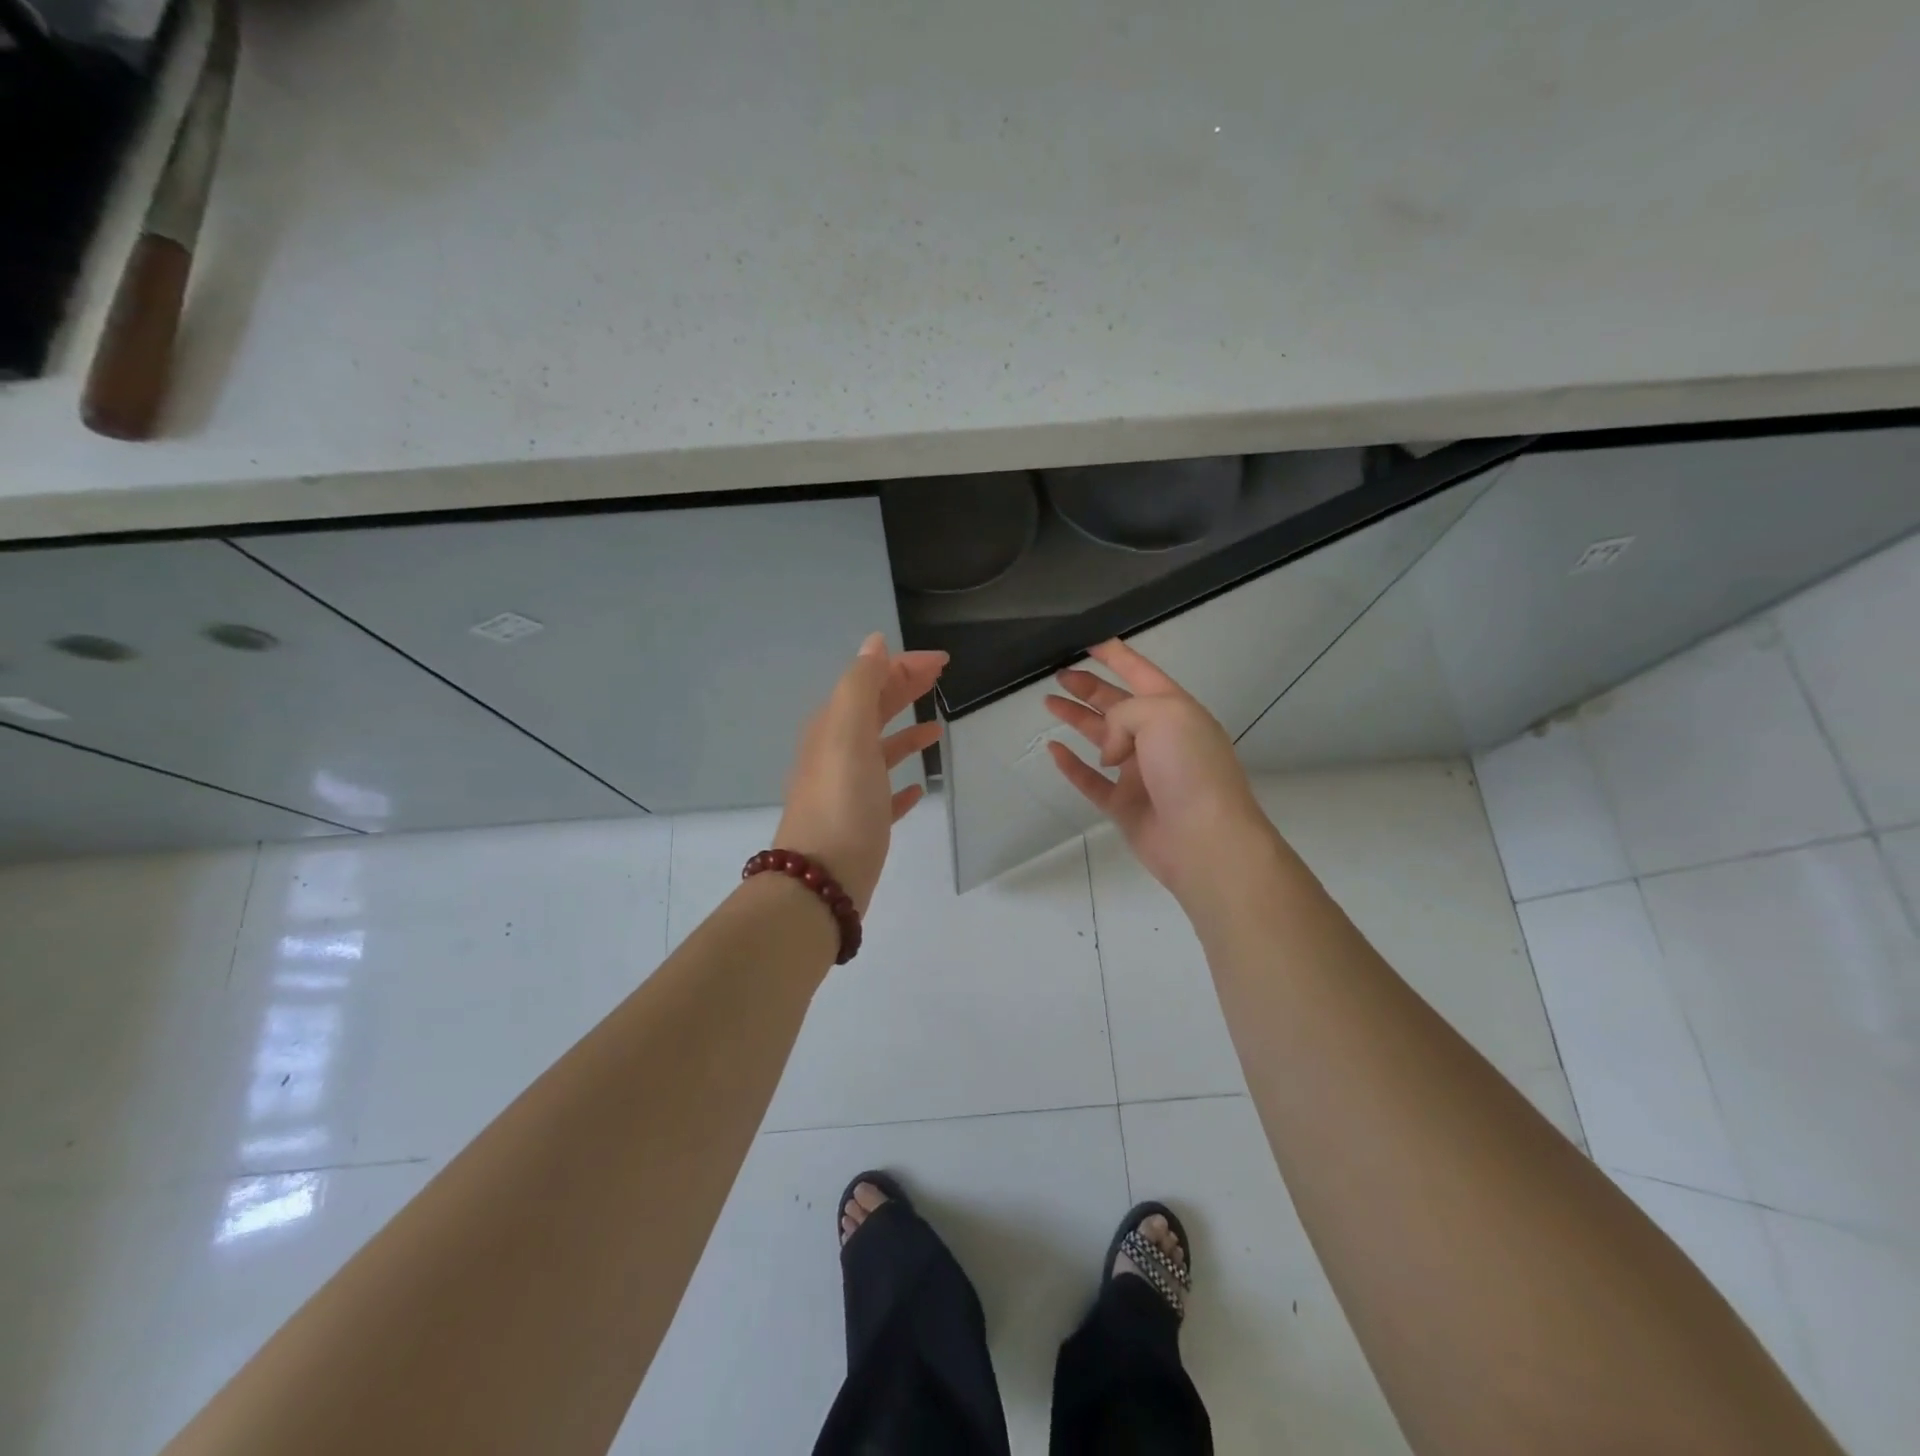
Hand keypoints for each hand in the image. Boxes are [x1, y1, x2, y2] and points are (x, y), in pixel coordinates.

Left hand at [776, 633, 946, 913]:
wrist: (820, 880)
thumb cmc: (841, 802)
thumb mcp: (848, 732)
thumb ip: (861, 685)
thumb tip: (874, 642)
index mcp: (834, 727)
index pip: (870, 681)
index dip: (904, 666)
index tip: (942, 661)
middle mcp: (838, 753)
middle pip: (875, 711)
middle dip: (905, 689)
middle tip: (940, 678)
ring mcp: (849, 790)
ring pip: (881, 751)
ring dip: (906, 734)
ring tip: (936, 727)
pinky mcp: (863, 824)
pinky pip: (885, 795)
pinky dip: (902, 784)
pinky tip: (919, 788)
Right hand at [1045, 638, 1272, 899]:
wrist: (1204, 839)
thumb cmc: (1189, 768)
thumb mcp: (1162, 715)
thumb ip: (1124, 714)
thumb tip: (1109, 751)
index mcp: (1174, 711)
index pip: (1141, 673)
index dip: (1116, 656)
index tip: (1089, 642)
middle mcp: (1157, 738)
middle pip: (1117, 704)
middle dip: (1089, 687)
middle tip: (1059, 675)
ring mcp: (1139, 773)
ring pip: (1101, 738)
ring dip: (1076, 718)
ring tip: (1049, 703)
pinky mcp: (1124, 805)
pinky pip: (1090, 780)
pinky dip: (1071, 765)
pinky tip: (1054, 749)